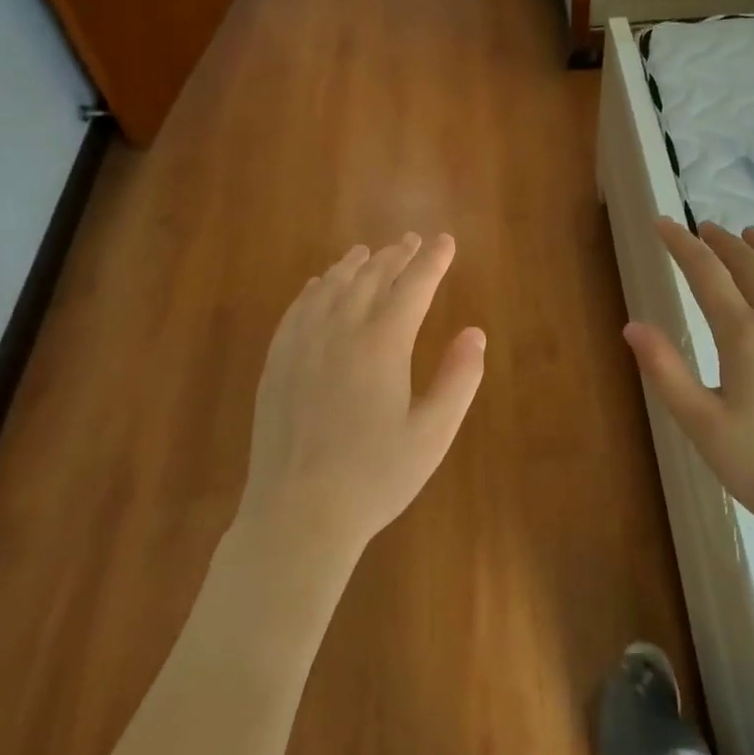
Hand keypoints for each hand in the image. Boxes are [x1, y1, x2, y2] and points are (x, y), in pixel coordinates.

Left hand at [239, 233, 485, 559]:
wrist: (298, 514)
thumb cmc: (375, 477)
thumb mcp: (433, 433)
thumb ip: (459, 378)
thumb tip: (475, 333)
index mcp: (383, 344)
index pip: (414, 286)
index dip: (433, 261)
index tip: (446, 241)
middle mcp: (341, 330)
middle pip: (372, 277)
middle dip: (396, 255)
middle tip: (412, 240)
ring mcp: (303, 344)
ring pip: (332, 287)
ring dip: (355, 264)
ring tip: (368, 251)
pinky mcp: (278, 362)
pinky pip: (298, 308)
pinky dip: (315, 288)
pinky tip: (320, 285)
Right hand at [624, 219, 753, 540]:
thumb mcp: (702, 425)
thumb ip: (665, 371)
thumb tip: (633, 325)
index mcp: (745, 335)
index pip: (706, 273)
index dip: (681, 244)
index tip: (662, 222)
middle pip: (749, 266)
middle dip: (722, 242)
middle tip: (702, 228)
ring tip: (748, 235)